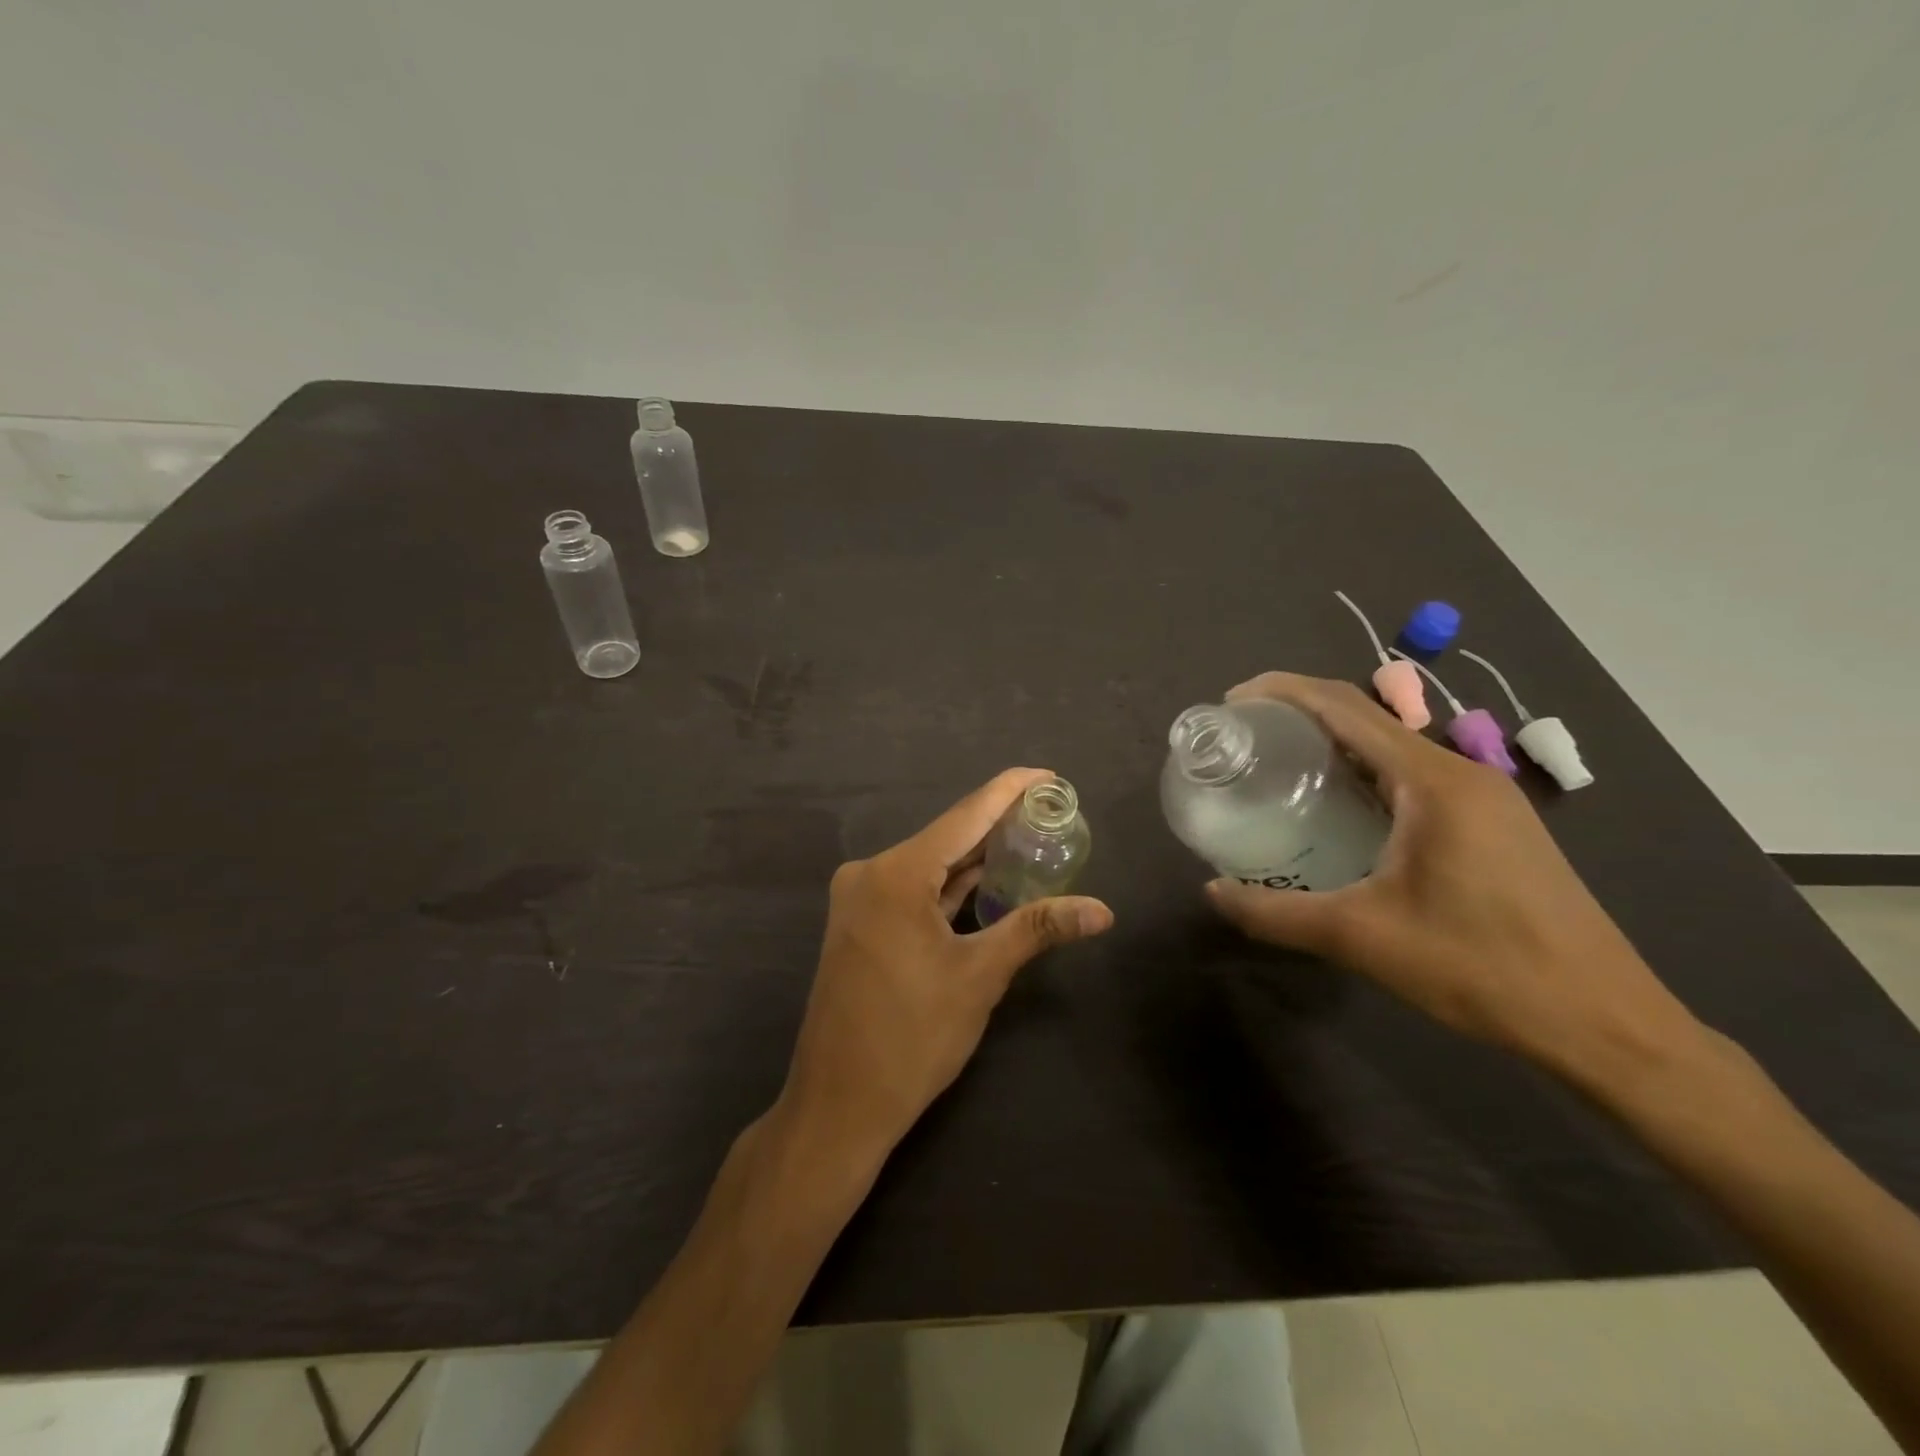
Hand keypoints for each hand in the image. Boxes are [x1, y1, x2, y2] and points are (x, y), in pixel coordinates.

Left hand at [780, 768, 1113, 1163]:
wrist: (838, 1105)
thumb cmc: (911, 1038)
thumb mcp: (980, 976)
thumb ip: (1037, 928)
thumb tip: (1103, 910)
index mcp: (896, 873)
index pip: (965, 816)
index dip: (1009, 791)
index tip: (1049, 776)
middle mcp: (871, 873)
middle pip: (947, 837)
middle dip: (998, 825)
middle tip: (1051, 813)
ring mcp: (861, 900)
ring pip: (930, 866)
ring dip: (975, 859)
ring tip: (1029, 841)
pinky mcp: (862, 925)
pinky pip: (914, 891)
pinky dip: (951, 887)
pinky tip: (987, 882)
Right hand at [1205, 674, 1703, 1083]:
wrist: (1605, 1023)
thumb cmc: (1481, 969)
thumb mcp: (1361, 939)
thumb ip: (1275, 913)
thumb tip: (1212, 893)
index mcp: (1432, 781)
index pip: (1344, 706)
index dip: (1281, 691)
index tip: (1230, 703)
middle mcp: (1461, 772)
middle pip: (1367, 717)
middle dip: (1299, 714)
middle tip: (1243, 738)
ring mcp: (1484, 797)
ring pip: (1392, 747)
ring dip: (1333, 744)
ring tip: (1277, 766)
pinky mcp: (1492, 823)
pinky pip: (1412, 776)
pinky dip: (1364, 773)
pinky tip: (1337, 809)